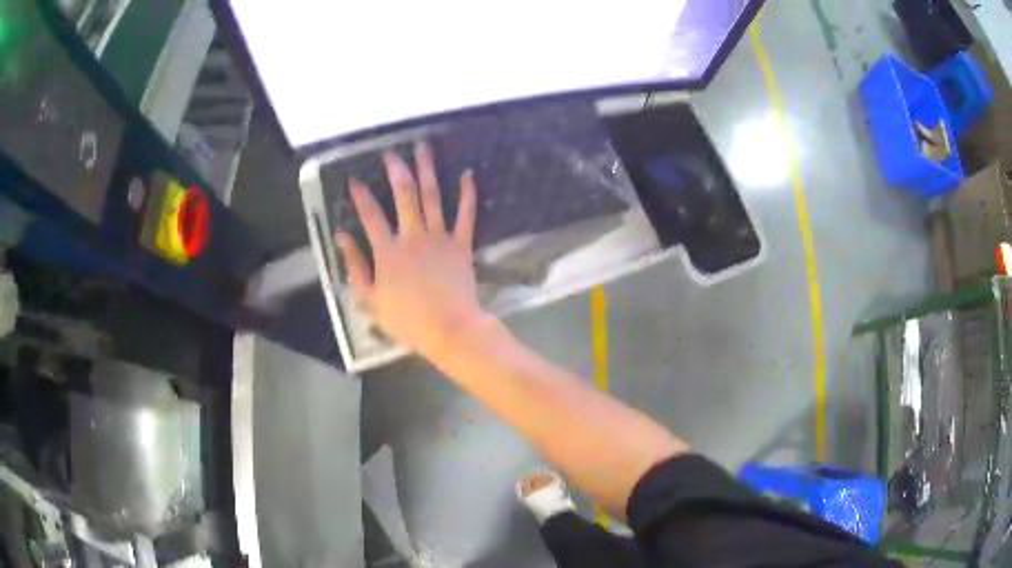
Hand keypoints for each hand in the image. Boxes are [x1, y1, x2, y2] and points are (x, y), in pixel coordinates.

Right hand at [335, 143, 488, 358]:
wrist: (449, 329)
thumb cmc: (407, 320)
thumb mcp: (371, 300)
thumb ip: (355, 267)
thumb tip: (341, 237)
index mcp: (388, 251)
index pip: (370, 216)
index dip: (360, 196)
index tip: (354, 180)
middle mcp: (413, 236)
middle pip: (404, 195)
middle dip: (396, 170)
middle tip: (391, 153)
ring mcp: (439, 237)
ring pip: (432, 196)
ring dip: (427, 170)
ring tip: (423, 148)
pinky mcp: (461, 244)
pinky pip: (466, 214)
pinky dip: (467, 194)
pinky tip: (467, 174)